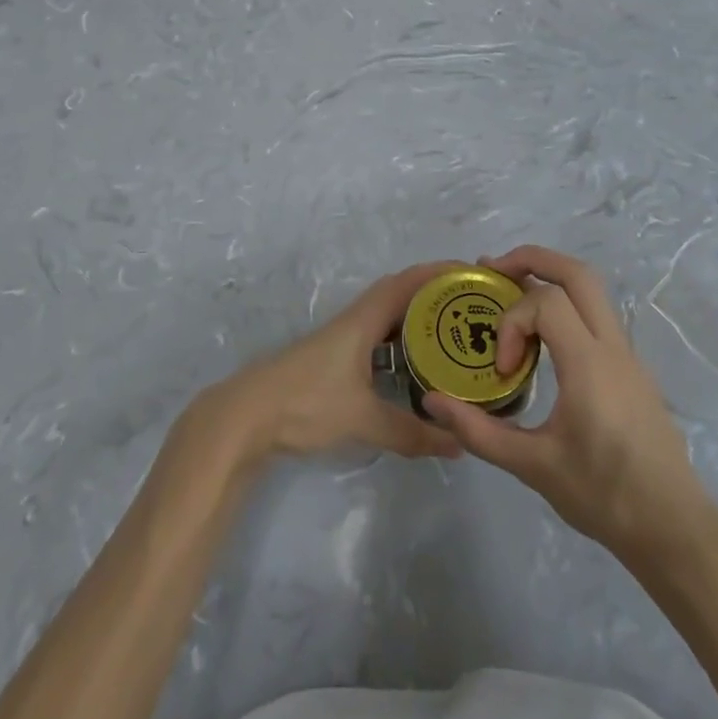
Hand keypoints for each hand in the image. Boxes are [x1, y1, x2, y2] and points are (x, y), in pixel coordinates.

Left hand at [194, 263, 463, 464]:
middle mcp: (353, 321)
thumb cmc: (306, 403)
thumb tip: (457, 445)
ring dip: (415, 317)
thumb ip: (410, 433)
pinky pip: (375, 337)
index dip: (438, 273)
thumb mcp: (363, 420)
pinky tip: (411, 364)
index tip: (471, 273)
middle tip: (470, 306)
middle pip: (398, 294)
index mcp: (362, 321)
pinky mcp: (332, 359)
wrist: (246, 416)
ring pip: (385, 317)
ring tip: (451, 333)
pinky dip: (398, 341)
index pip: (406, 283)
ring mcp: (340, 340)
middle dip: (433, 295)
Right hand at [423, 246, 702, 560]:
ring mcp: (627, 356)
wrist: (674, 529)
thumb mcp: (532, 466)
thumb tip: (431, 401)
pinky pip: (596, 318)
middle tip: (493, 270)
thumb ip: (478, 431)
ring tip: (510, 296)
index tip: (504, 369)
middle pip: (577, 273)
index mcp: (589, 365)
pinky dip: (565, 308)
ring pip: (592, 291)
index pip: (546, 302)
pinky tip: (541, 344)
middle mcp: (612, 348)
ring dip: (550, 280)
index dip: (513, 322)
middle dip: (532, 259)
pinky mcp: (632, 370)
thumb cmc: (603, 497)